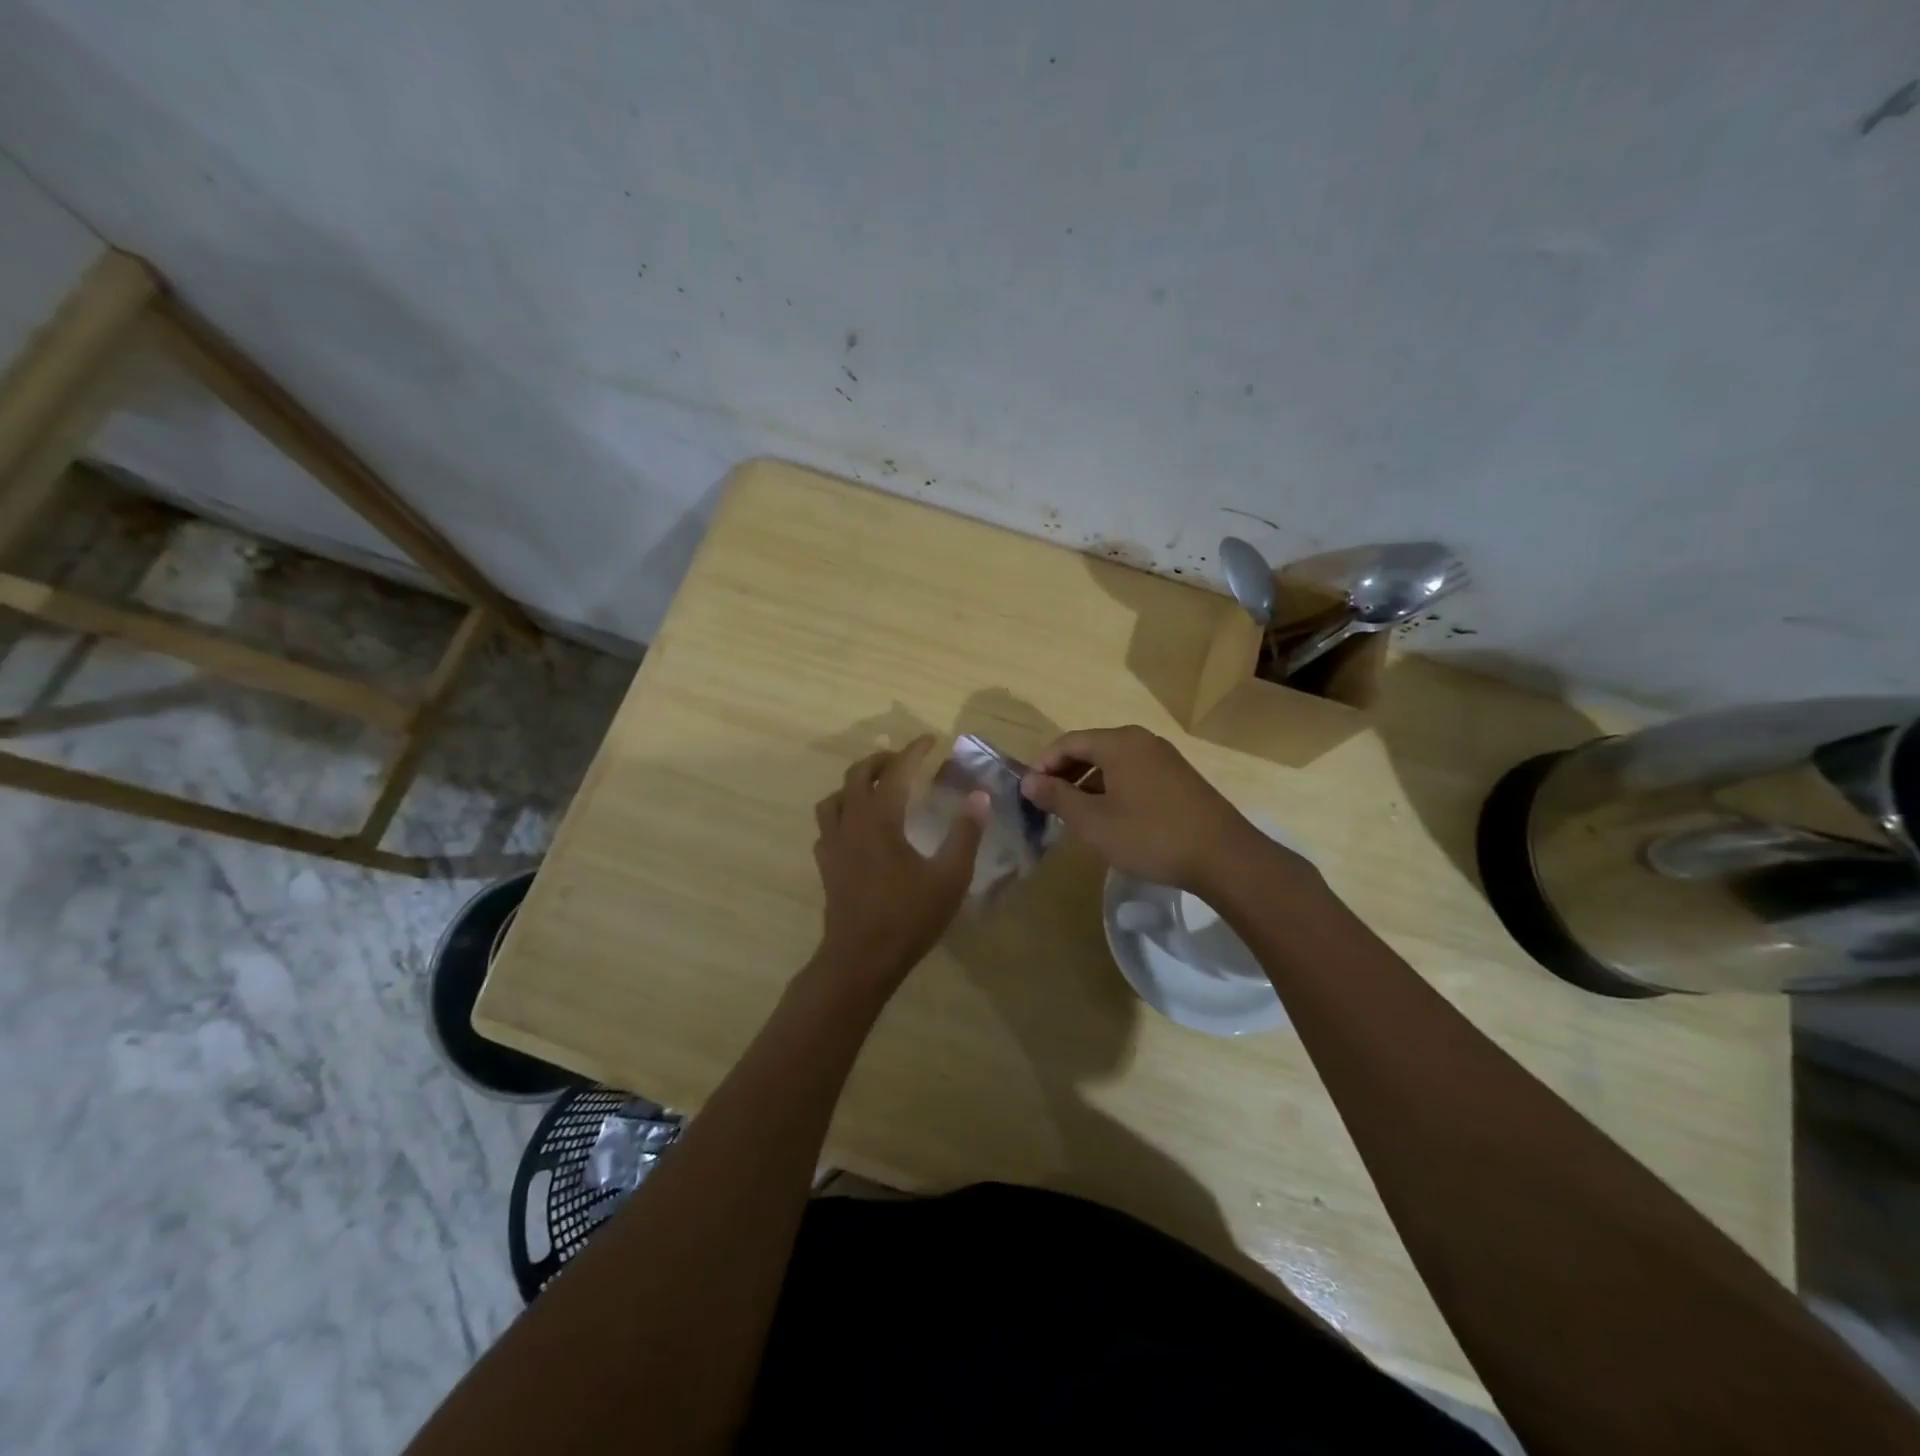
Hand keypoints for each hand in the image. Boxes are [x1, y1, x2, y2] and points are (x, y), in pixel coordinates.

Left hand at [809, 736, 986, 991]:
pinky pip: (827, 825)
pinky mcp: (826, 865)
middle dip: (879, 760)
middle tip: (903, 760)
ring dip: (854, 784)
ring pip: (834, 798)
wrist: (861, 959)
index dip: (913, 751)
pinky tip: (857, 828)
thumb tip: (980, 796)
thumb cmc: (908, 917)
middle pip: (856, 775)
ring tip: (875, 789)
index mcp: (880, 819)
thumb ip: (965, 833)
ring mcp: (832, 844)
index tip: (930, 740)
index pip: (895, 771)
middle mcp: (851, 823)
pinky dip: (842, 813)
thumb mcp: (949, 876)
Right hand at [1021, 725, 1296, 893]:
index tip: (1028, 791)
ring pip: (1113, 763)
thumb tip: (1027, 781)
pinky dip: (1112, 788)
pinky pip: (1133, 774)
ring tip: (1074, 814)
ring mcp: (1164, 758)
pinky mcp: (1179, 778)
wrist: (1223, 857)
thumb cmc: (1150, 835)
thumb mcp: (1093, 821)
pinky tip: (1110, 817)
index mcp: (1118, 742)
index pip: (1067, 742)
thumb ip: (1056, 797)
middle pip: (1091, 748)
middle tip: (1047, 804)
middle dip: (1065, 773)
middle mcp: (1141, 740)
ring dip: (1088, 783)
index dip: (1042, 764)